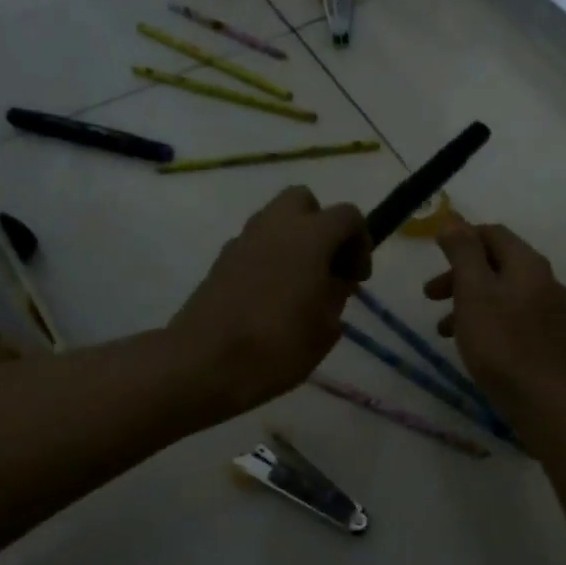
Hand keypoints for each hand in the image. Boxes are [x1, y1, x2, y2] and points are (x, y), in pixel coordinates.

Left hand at [168, 187, 368, 417]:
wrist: (205, 363)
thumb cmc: (278, 345)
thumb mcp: (326, 327)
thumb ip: (337, 293)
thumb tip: (335, 279)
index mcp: (310, 236)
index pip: (347, 215)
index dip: (360, 242)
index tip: (356, 279)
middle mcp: (274, 226)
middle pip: (303, 201)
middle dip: (321, 226)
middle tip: (327, 266)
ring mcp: (242, 240)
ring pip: (275, 220)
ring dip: (293, 241)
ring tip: (299, 284)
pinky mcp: (220, 260)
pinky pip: (254, 244)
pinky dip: (268, 257)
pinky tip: (269, 296)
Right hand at [424, 222, 565, 426]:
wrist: (543, 400)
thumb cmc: (501, 342)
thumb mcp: (473, 291)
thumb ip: (463, 252)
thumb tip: (453, 220)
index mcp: (527, 263)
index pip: (492, 233)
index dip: (461, 239)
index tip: (433, 256)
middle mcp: (542, 280)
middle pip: (495, 263)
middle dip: (459, 274)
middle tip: (429, 294)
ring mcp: (546, 310)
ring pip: (499, 292)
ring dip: (467, 301)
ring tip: (441, 328)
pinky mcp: (543, 337)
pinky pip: (508, 316)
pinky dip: (483, 320)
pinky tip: (468, 344)